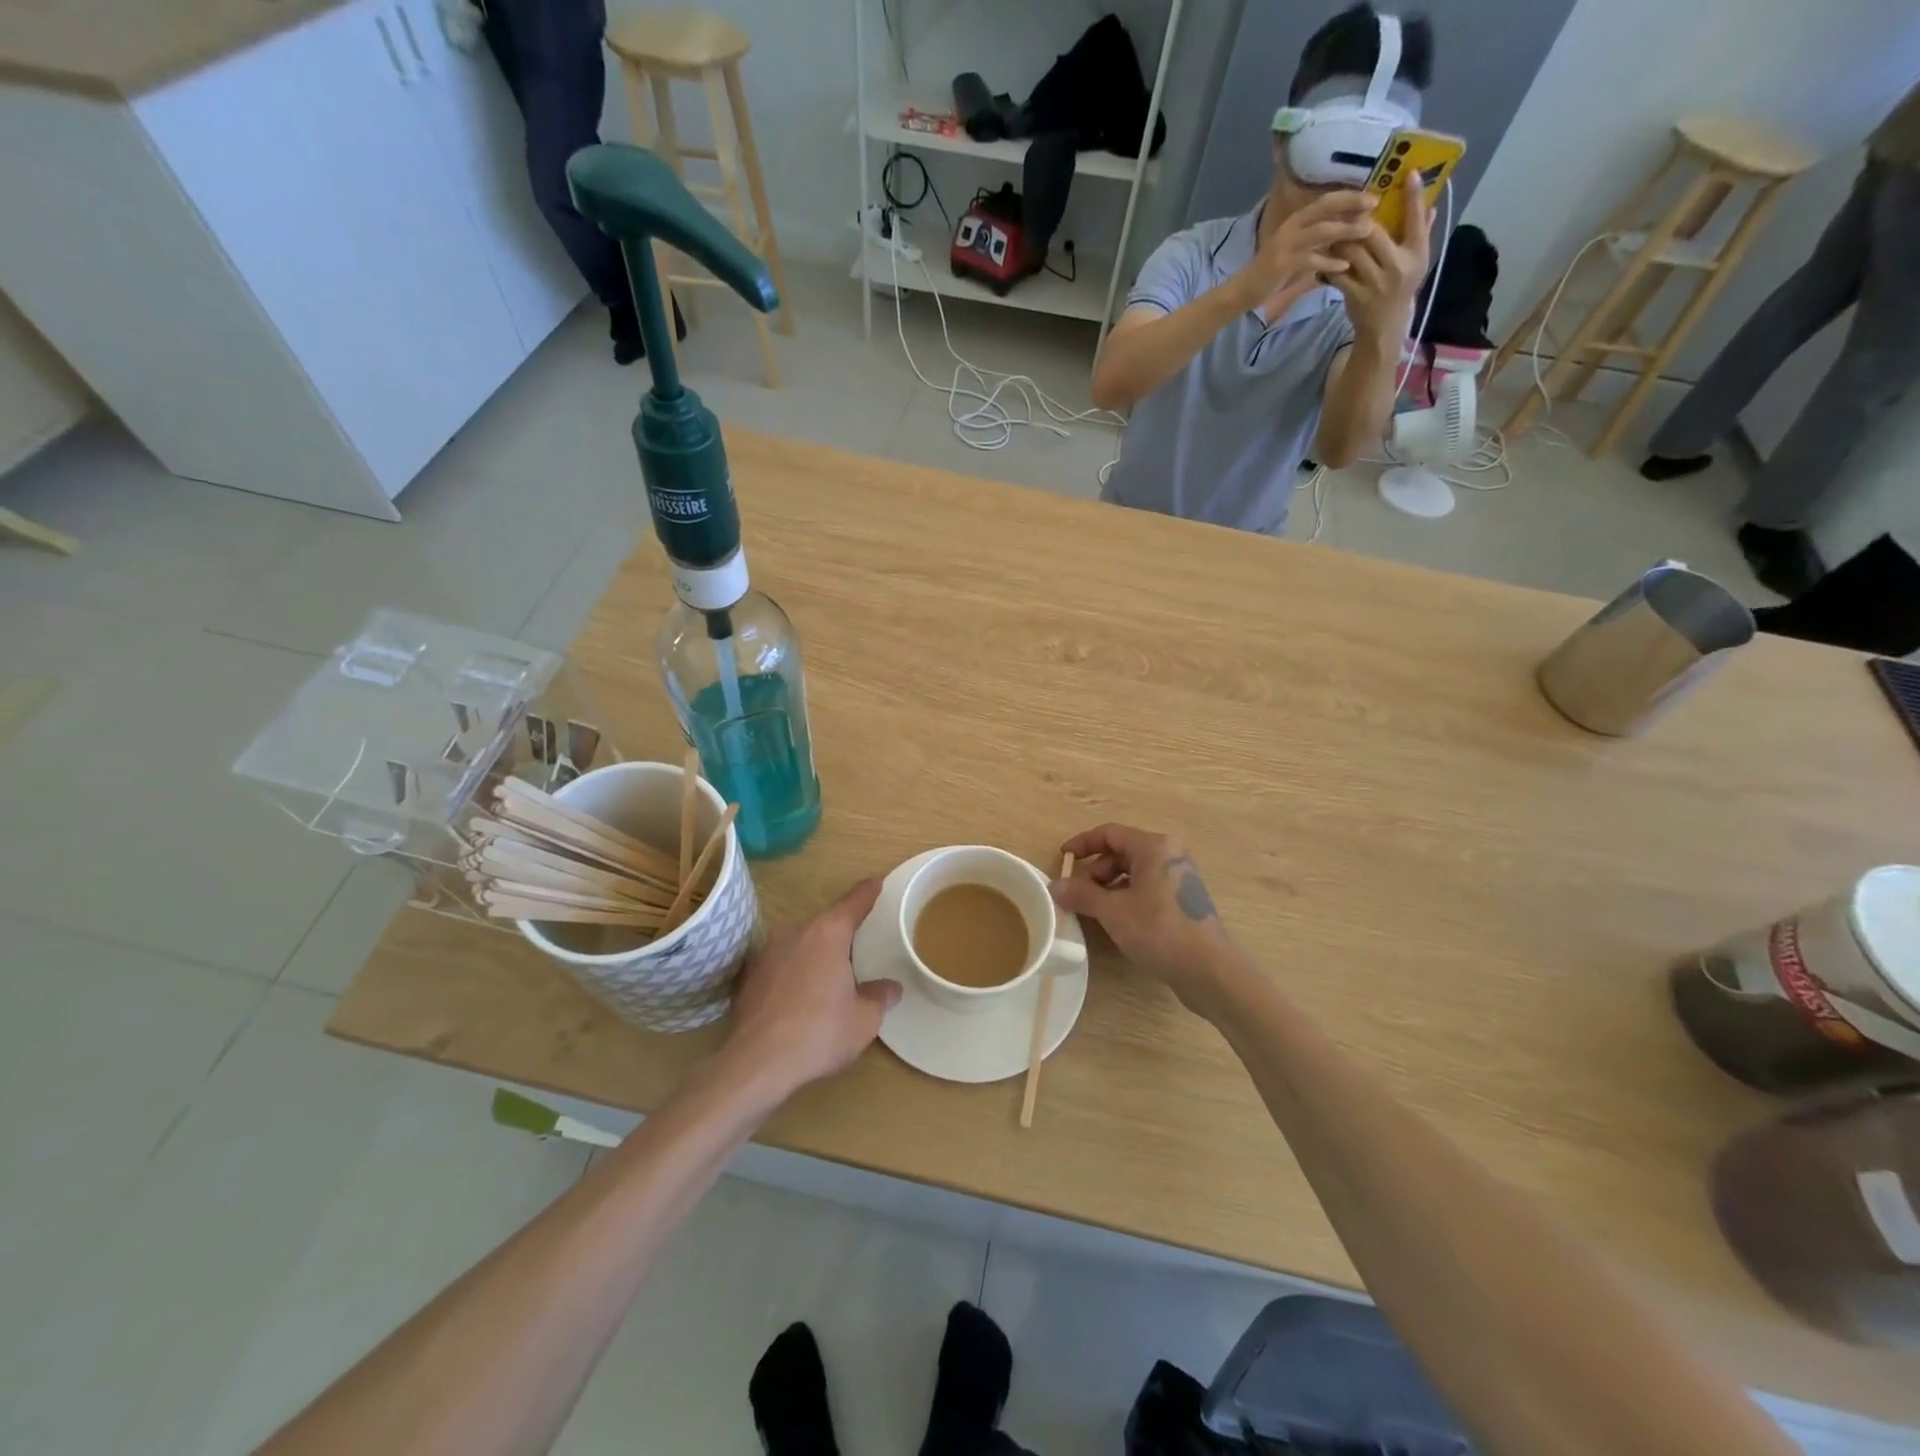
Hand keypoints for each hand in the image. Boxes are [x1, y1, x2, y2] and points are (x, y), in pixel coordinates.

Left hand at [724, 878, 899, 1093]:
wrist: (754, 1064)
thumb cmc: (818, 1033)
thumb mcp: (863, 1020)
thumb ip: (879, 997)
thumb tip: (890, 988)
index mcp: (828, 933)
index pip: (853, 902)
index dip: (868, 892)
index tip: (877, 881)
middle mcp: (795, 932)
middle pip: (825, 924)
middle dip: (840, 935)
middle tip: (857, 951)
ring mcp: (766, 952)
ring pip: (800, 944)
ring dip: (814, 956)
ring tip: (827, 981)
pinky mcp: (747, 976)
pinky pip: (780, 965)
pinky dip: (792, 974)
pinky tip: (798, 1000)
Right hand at [1049, 825, 1237, 1014]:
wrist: (1210, 970)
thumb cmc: (1160, 931)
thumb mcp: (1113, 912)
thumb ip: (1082, 894)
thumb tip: (1055, 886)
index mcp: (1154, 847)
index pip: (1110, 833)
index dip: (1082, 844)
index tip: (1063, 859)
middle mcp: (1170, 854)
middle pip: (1122, 852)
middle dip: (1095, 870)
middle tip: (1079, 893)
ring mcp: (1180, 877)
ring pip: (1135, 871)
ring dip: (1110, 886)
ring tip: (1095, 909)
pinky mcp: (1184, 899)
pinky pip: (1148, 887)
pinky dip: (1127, 896)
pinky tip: (1118, 920)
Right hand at [1232, 191, 1376, 314]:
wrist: (1243, 291)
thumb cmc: (1272, 273)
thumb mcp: (1297, 251)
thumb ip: (1317, 242)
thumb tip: (1343, 234)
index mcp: (1295, 221)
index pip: (1326, 200)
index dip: (1349, 196)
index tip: (1372, 198)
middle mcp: (1291, 227)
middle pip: (1325, 208)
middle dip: (1351, 205)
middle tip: (1375, 207)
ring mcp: (1285, 245)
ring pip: (1321, 231)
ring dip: (1346, 230)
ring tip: (1366, 232)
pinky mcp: (1282, 264)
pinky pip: (1311, 259)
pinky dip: (1329, 262)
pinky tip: (1344, 266)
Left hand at [1330, 168, 1431, 341]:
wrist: (1384, 325)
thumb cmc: (1401, 287)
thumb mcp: (1417, 260)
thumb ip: (1421, 232)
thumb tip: (1430, 203)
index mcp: (1417, 254)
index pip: (1416, 219)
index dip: (1414, 196)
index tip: (1409, 174)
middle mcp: (1397, 266)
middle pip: (1374, 234)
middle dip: (1358, 220)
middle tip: (1346, 209)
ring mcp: (1375, 282)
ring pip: (1353, 252)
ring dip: (1340, 240)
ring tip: (1331, 232)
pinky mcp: (1355, 295)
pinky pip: (1338, 275)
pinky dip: (1329, 266)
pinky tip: (1322, 260)